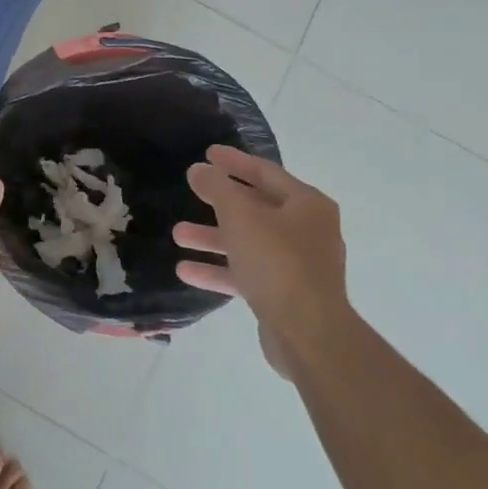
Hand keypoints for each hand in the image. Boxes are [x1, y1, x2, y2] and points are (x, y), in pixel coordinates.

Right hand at [172, 146, 347, 376]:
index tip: (207, 153)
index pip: (265, 172)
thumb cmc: (277, 263)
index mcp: (307, 205)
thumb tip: (199, 169)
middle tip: (191, 190)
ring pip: (249, 242)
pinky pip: (247, 273)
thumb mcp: (240, 217)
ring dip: (213, 237)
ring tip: (178, 235)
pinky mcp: (285, 294)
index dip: (234, 162)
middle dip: (219, 203)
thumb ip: (217, 189)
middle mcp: (307, 231)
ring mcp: (298, 265)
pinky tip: (186, 271)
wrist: (309, 335)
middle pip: (257, 207)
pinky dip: (219, 270)